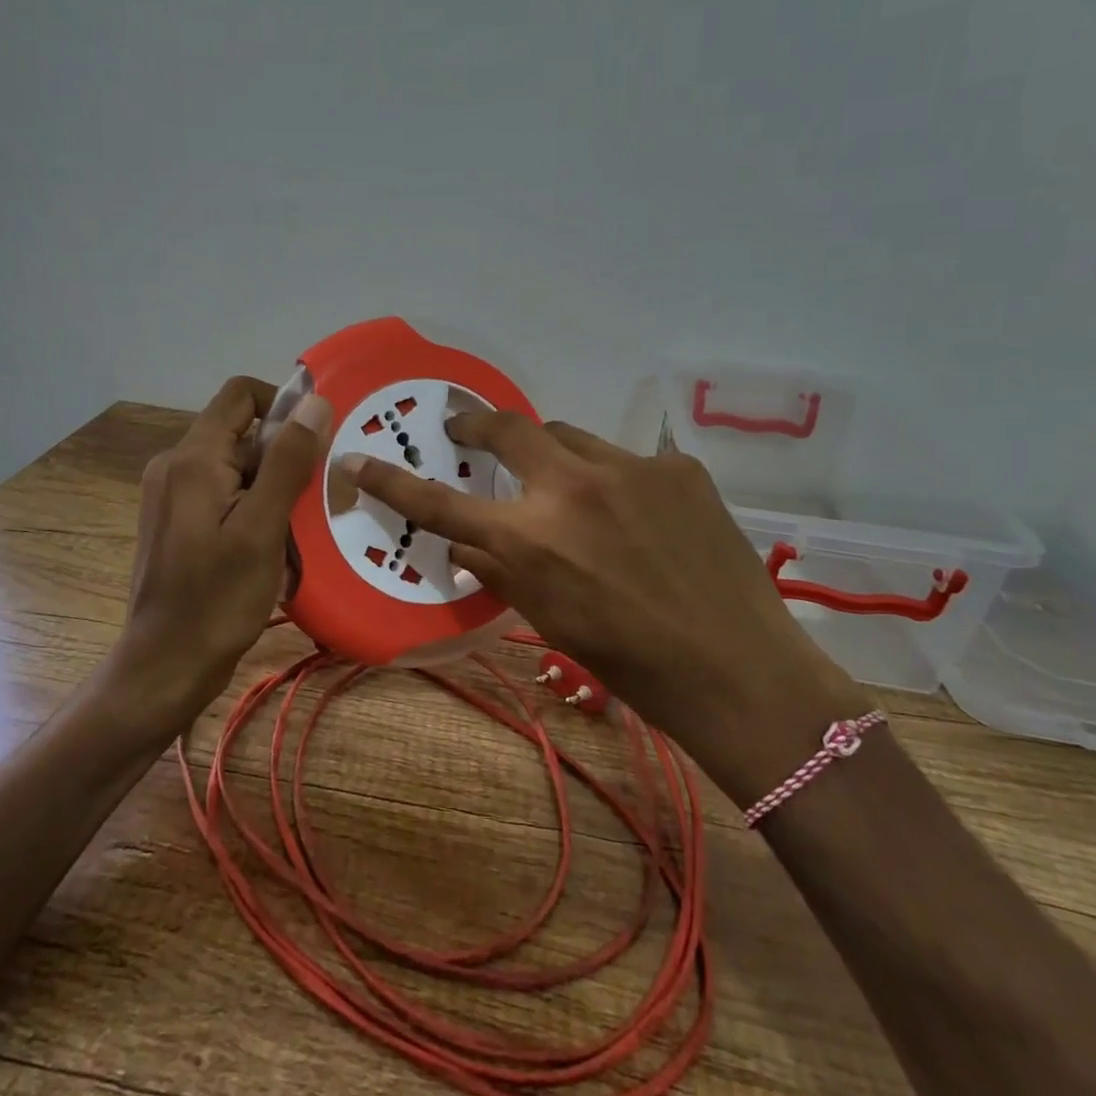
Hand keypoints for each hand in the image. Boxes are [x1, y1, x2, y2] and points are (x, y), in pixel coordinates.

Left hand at [105, 376, 330, 732]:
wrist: (165, 665)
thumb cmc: (217, 600)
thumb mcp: (262, 529)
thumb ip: (288, 461)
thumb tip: (315, 402)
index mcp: (193, 458)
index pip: (242, 394)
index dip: (284, 405)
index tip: (315, 445)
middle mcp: (175, 464)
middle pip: (241, 432)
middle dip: (283, 457)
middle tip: (313, 501)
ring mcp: (172, 493)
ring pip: (237, 466)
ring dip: (272, 487)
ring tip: (294, 532)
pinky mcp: (176, 519)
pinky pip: (223, 492)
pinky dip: (253, 507)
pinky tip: (271, 546)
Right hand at [339, 412, 870, 803]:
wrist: (737, 669)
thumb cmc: (629, 662)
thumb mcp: (548, 620)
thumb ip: (499, 571)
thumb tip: (465, 544)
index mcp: (530, 539)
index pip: (440, 503)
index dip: (393, 481)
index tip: (359, 458)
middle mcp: (571, 487)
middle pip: (508, 429)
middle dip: (479, 425)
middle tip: (469, 432)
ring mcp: (630, 467)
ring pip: (570, 437)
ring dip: (555, 456)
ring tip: (570, 489)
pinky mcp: (677, 466)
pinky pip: (629, 460)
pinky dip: (619, 480)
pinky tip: (642, 517)